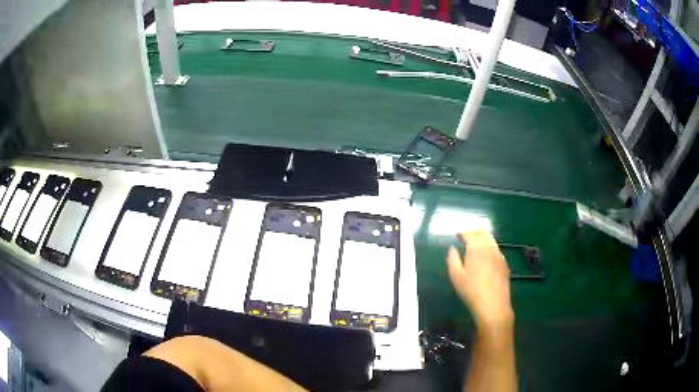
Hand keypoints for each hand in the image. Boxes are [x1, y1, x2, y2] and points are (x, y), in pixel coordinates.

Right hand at [447, 229, 513, 330]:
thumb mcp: (456, 276)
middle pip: (483, 232)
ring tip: (475, 245)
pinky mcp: (504, 263)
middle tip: (466, 237)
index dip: (462, 233)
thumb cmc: (471, 291)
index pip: (469, 234)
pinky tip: (485, 257)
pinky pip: (496, 249)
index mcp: (476, 248)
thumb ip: (452, 259)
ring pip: (491, 240)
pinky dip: (489, 247)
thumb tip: (452, 248)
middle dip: (474, 232)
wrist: (493, 304)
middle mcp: (489, 247)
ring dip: (482, 238)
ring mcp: (499, 255)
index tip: (457, 235)